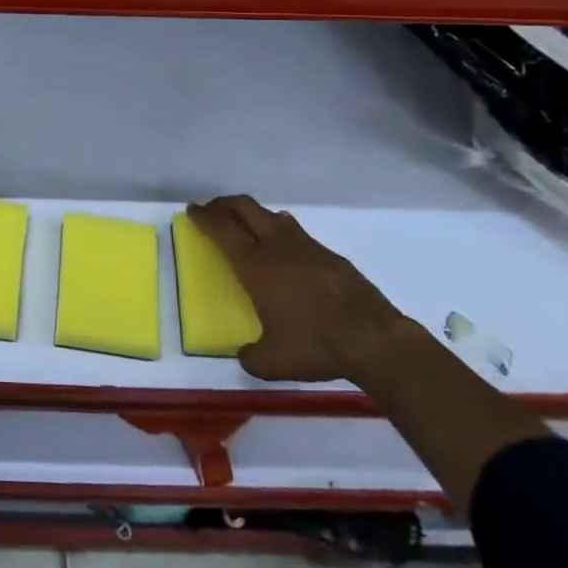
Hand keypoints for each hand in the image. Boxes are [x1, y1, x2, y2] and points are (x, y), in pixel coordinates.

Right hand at [186, 195, 417, 383]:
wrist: (374, 338)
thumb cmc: (315, 345)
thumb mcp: (273, 362)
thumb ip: (251, 356)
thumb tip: (245, 354)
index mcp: (255, 265)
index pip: (221, 229)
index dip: (204, 217)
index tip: (192, 210)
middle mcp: (276, 246)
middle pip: (244, 208)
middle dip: (224, 205)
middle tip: (213, 210)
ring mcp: (306, 246)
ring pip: (272, 216)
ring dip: (254, 215)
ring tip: (248, 227)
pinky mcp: (329, 255)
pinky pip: (296, 232)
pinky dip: (281, 232)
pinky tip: (286, 251)